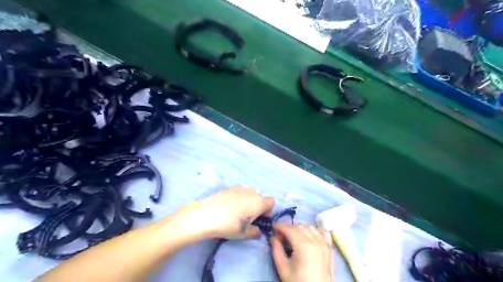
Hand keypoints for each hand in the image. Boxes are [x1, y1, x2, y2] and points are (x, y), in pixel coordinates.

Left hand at [177, 187, 274, 239]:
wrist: (205, 215)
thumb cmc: (228, 225)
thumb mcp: (244, 234)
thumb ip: (255, 232)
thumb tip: (257, 231)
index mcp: (258, 202)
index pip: (271, 202)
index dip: (268, 212)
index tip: (259, 220)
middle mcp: (251, 192)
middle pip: (260, 198)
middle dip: (257, 207)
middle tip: (248, 218)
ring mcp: (239, 188)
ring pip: (249, 194)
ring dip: (248, 202)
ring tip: (237, 212)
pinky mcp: (229, 187)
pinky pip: (239, 192)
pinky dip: (238, 199)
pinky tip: (227, 208)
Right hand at [272, 224, 333, 281]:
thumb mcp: (283, 268)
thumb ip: (276, 250)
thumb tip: (274, 237)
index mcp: (303, 245)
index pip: (289, 229)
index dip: (280, 226)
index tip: (273, 227)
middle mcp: (315, 240)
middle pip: (299, 226)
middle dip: (288, 227)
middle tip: (280, 234)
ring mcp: (324, 243)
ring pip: (310, 227)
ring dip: (300, 227)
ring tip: (293, 235)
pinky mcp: (329, 248)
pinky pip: (322, 232)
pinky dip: (315, 230)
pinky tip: (309, 235)